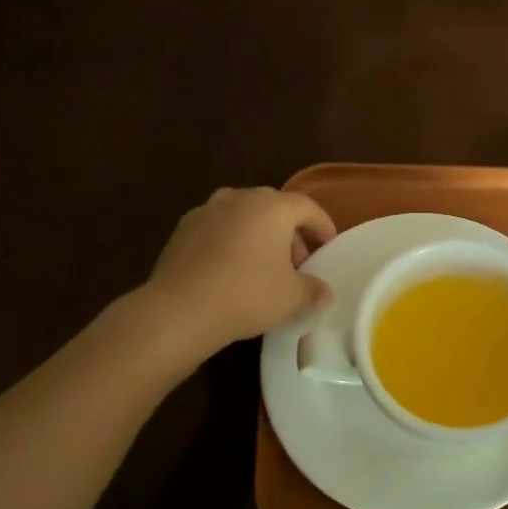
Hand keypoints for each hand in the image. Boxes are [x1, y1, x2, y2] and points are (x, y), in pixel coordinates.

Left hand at [137, 187, 334, 366]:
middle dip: (291, 232)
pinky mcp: (183, 229)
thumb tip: (323, 292)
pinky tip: (232, 271)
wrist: (179, 310)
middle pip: (275, 208)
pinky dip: (232, 242)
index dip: (323, 227)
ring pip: (245, 216)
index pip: (308, 208)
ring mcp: (207, 210)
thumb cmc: (247, 295)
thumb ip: (314, 289)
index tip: (328, 248)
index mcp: (272, 207)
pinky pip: (219, 229)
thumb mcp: (293, 297)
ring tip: (264, 266)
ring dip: (260, 235)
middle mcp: (240, 198)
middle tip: (298, 263)